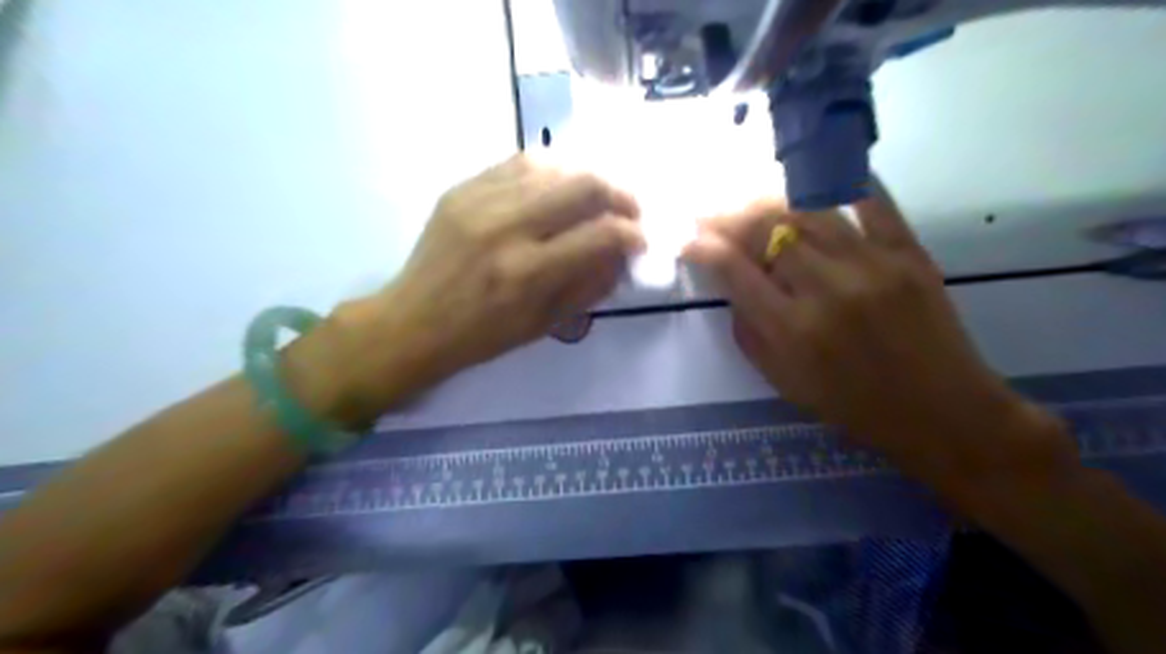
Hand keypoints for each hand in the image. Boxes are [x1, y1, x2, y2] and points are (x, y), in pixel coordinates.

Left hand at [320, 153, 646, 418]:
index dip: (633, 233)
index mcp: (528, 272)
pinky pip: (518, 163)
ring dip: (586, 179)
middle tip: (628, 211)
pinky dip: (550, 171)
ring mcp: (480, 200)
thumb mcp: (545, 324)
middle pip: (583, 185)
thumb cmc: (482, 335)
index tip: (641, 238)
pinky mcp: (461, 188)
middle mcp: (506, 227)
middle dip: (620, 195)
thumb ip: (590, 285)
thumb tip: (622, 254)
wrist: (413, 321)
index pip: (601, 235)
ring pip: (554, 165)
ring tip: (595, 198)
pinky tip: (557, 188)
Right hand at [686, 183, 1073, 484]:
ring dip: (769, 199)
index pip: (734, 270)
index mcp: (792, 330)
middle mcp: (826, 289)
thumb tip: (732, 284)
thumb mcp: (784, 382)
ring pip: (808, 209)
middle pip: (765, 229)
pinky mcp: (909, 253)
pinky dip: (842, 182)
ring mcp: (871, 264)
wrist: (942, 412)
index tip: (687, 237)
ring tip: (749, 196)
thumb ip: (750, 332)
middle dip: (727, 215)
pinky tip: (817, 175)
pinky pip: (872, 201)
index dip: (703, 247)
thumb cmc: (853, 405)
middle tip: (710, 210)